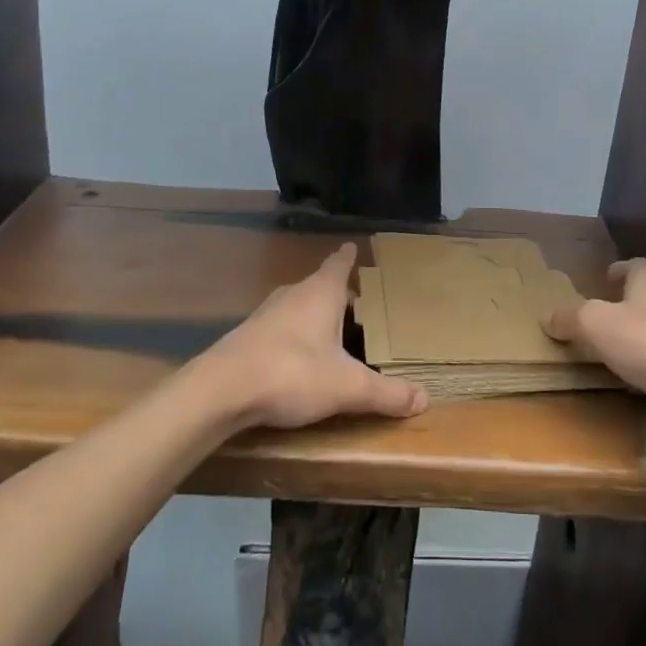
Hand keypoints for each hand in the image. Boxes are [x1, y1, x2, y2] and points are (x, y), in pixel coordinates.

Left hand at [201, 244, 427, 429]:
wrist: (221, 390)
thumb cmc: (292, 372)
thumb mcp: (347, 386)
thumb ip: (385, 393)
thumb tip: (424, 399)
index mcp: (321, 293)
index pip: (339, 264)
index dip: (348, 257)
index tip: (353, 247)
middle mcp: (294, 294)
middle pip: (320, 285)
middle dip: (338, 293)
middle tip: (357, 304)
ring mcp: (267, 313)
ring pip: (298, 305)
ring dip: (314, 314)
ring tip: (331, 332)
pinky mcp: (248, 335)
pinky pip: (281, 326)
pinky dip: (294, 334)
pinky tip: (298, 356)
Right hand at [545, 259, 645, 442]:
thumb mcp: (595, 323)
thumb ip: (571, 318)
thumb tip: (548, 316)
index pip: (635, 265)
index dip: (618, 270)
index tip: (605, 277)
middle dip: (628, 305)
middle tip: (602, 317)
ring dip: (641, 339)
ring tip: (615, 352)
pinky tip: (636, 384)